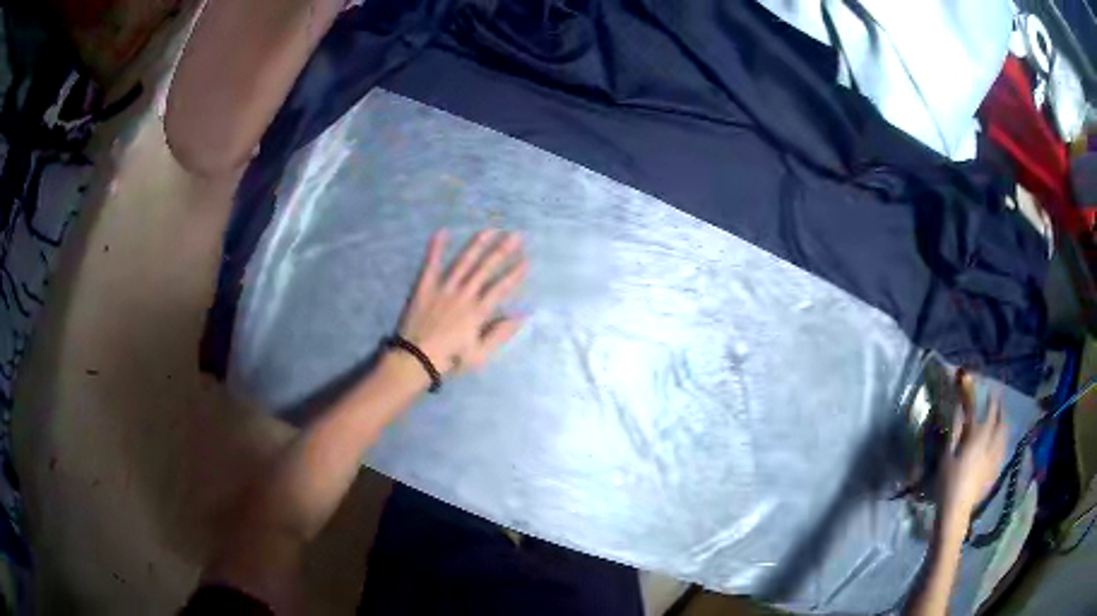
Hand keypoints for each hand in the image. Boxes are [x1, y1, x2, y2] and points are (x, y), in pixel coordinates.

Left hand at [398, 229, 527, 374]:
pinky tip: (443, 231)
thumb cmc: (450, 360)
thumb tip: (522, 314)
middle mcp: (464, 294)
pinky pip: (431, 263)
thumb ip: (501, 333)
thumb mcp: (481, 355)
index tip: (527, 260)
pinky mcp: (424, 287)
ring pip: (463, 261)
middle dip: (503, 250)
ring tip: (491, 229)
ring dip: (478, 244)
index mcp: (478, 311)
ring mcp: (443, 288)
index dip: (515, 273)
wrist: (415, 360)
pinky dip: (436, 247)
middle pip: (486, 268)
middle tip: (516, 235)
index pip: (501, 287)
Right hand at [939, 371, 1008, 521]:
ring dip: (1004, 424)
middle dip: (1001, 410)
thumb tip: (960, 409)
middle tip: (999, 404)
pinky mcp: (995, 471)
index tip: (991, 391)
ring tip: (1002, 420)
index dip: (991, 401)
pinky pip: (1003, 449)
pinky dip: (1003, 440)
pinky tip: (1001, 443)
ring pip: (1005, 435)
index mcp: (979, 438)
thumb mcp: (947, 455)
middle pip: (1001, 422)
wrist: (956, 511)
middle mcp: (992, 444)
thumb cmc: (948, 482)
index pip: (989, 412)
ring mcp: (996, 459)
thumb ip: (956, 430)